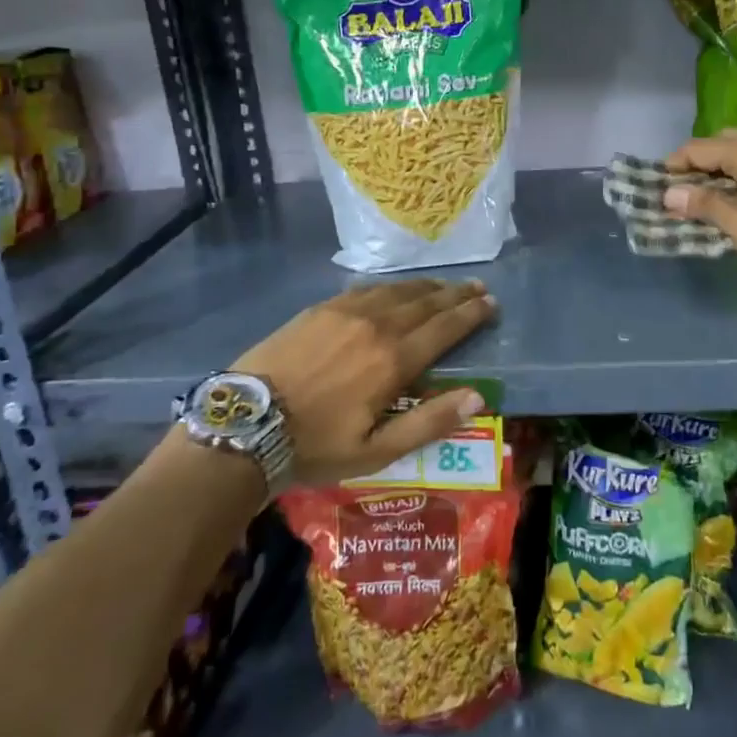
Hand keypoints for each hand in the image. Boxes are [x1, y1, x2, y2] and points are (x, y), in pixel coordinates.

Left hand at [232, 279, 496, 486]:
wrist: (246, 423)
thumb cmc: (315, 445)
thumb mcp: (376, 451)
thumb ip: (428, 422)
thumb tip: (477, 397)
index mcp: (393, 359)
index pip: (444, 328)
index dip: (470, 314)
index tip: (490, 303)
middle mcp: (376, 325)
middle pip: (426, 303)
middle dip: (455, 294)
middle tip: (478, 286)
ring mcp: (347, 311)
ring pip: (398, 291)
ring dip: (427, 287)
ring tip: (446, 285)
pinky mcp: (322, 308)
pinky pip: (368, 289)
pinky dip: (393, 287)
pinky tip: (397, 289)